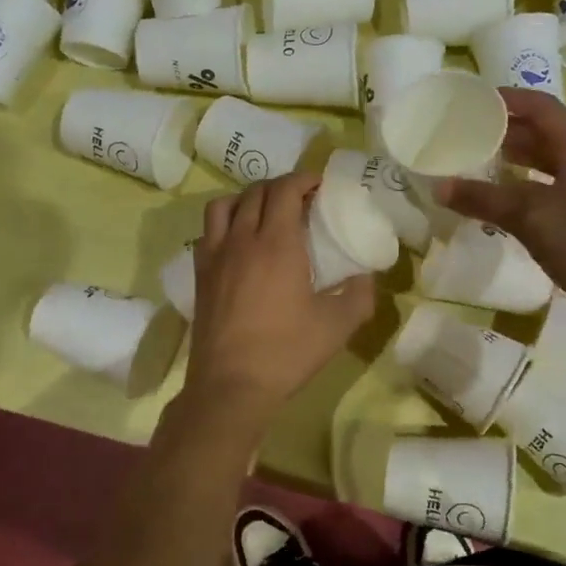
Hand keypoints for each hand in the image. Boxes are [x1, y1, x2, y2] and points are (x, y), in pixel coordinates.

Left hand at [183, 173, 375, 424]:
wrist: (231, 386)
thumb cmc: (287, 352)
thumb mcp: (338, 325)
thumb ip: (360, 294)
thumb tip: (366, 276)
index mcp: (277, 243)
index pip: (285, 189)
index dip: (303, 179)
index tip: (319, 185)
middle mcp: (242, 239)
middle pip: (256, 192)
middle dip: (280, 186)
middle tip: (301, 199)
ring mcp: (215, 256)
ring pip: (224, 205)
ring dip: (248, 199)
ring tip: (265, 214)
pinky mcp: (200, 275)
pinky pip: (207, 231)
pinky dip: (225, 223)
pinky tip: (239, 244)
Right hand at [436, 90, 565, 318]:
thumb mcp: (529, 216)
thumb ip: (483, 199)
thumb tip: (439, 187)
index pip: (542, 107)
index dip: (509, 99)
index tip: (474, 101)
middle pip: (543, 133)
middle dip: (506, 130)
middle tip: (467, 133)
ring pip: (546, 162)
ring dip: (514, 159)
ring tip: (478, 162)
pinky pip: (549, 188)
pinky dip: (523, 186)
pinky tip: (501, 201)